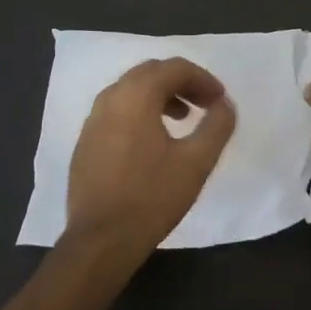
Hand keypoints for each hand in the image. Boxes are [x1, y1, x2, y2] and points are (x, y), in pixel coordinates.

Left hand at [64, 57, 235, 264]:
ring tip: (183, 120)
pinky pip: (117, 110)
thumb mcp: (196, 162)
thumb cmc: (152, 197)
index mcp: (136, 95)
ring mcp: (93, 119)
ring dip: (160, 96)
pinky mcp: (85, 141)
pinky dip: (140, 111)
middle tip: (205, 104)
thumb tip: (225, 105)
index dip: (203, 79)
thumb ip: (217, 126)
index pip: (174, 68)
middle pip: (151, 72)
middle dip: (182, 83)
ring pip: (131, 90)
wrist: (100, 241)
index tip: (220, 100)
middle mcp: (110, 98)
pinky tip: (153, 142)